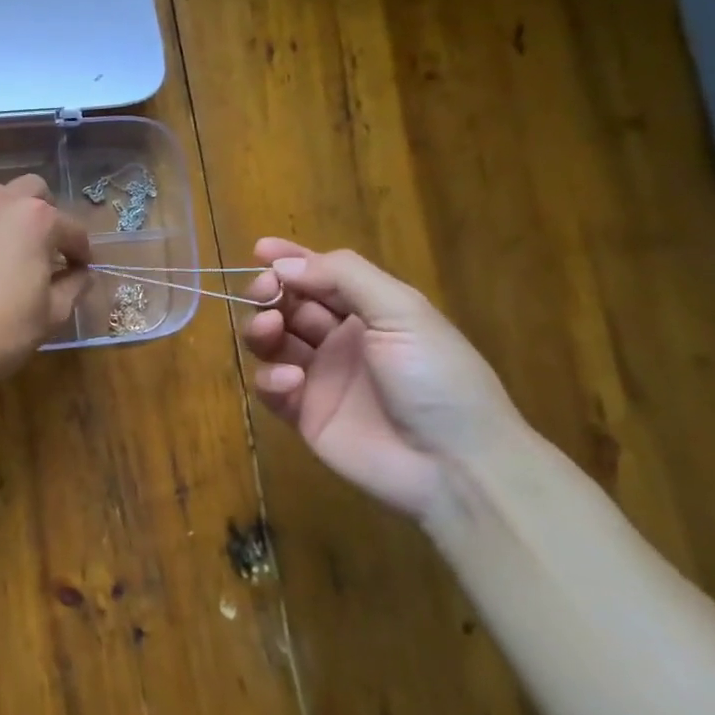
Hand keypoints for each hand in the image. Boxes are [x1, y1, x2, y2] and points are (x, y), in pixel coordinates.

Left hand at [0, 175, 91, 387]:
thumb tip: (80, 274)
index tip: (81, 271)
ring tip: (9, 256)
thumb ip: (74, 286)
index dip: (82, 252)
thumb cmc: (2, 331)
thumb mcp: (52, 315)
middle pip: (32, 191)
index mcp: (36, 220)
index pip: (72, 229)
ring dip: (10, 220)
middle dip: (46, 215)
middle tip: (46, 250)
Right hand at [243, 239, 522, 522]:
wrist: (455, 465)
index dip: (291, 260)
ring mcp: (321, 377)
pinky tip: (291, 382)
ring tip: (270, 329)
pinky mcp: (304, 415)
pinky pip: (272, 388)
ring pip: (273, 342)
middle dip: (271, 292)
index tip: (259, 249)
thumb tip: (284, 264)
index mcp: (371, 311)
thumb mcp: (402, 312)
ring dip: (263, 329)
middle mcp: (342, 339)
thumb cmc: (436, 378)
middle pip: (290, 305)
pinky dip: (272, 379)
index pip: (322, 275)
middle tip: (264, 292)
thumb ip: (344, 277)